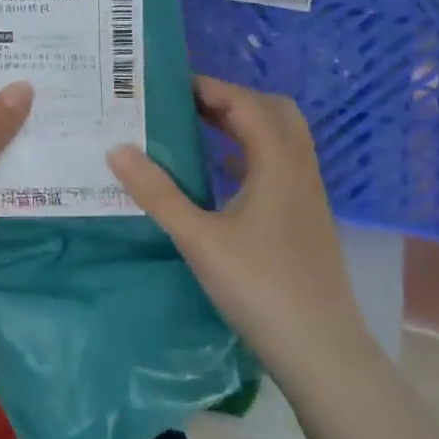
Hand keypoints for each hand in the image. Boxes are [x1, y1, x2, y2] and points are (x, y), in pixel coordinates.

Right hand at [107, 76, 379, 386]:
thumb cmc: (260, 288)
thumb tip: (116, 148)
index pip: (246, 103)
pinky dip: (250, 154)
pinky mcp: (305, 220)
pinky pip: (279, 166)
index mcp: (278, 164)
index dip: (210, 87)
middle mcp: (299, 170)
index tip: (169, 86)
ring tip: (196, 130)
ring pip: (280, 139)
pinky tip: (220, 176)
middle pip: (273, 112)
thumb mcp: (199, 239)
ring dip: (242, 125)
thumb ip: (157, 192)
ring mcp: (307, 196)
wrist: (322, 353)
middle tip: (186, 105)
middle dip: (231, 99)